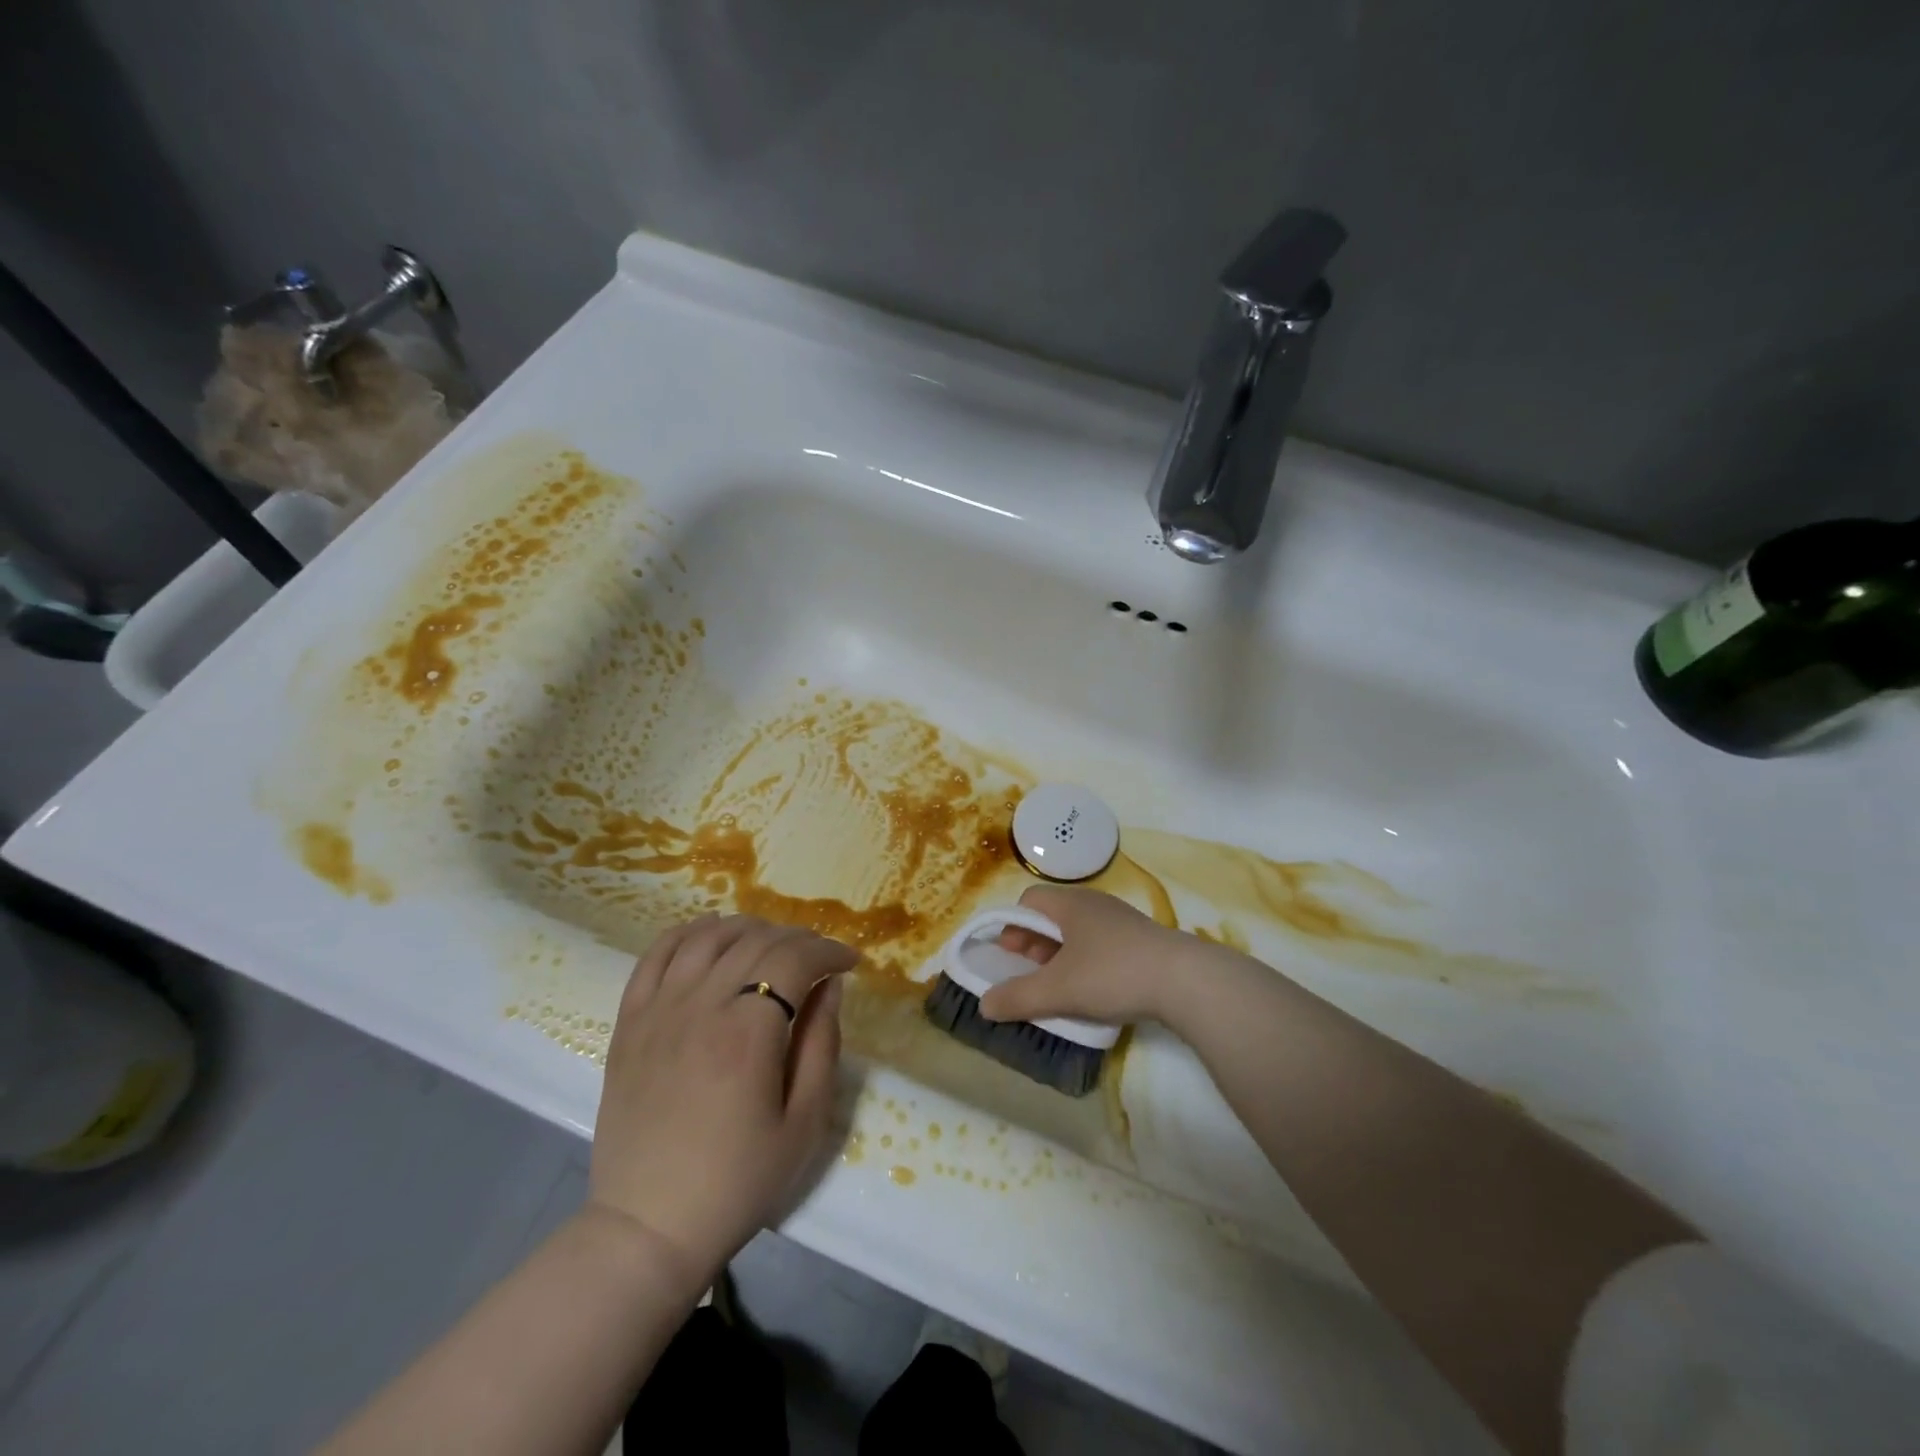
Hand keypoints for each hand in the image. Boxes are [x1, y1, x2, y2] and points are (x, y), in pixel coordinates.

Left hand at [587, 914, 855, 1295]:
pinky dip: (688, 933)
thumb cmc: (738, 1181)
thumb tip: (830, 987)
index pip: (796, 958)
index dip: (829, 951)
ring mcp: (659, 1009)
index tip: (849, 963)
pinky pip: (657, 954)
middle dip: (798, 939)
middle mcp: (702, 1005)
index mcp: (749, 1030)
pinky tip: (710, 938)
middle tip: (818, 959)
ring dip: (748, 928)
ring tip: (770, 945)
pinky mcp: (629, 1021)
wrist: (649, 1227)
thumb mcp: (804, 1123)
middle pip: (756, 940)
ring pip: (708, 936)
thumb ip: (822, 1044)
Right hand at [977, 885, 1210, 1028]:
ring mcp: (1122, 920)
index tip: (1009, 955)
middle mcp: (1095, 903)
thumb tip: (984, 1005)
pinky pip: (1101, 944)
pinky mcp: (1142, 940)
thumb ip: (1017, 997)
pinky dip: (1087, 961)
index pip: (1029, 901)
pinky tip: (1093, 989)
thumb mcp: (1058, 990)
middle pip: (1052, 916)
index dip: (1012, 926)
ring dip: (1060, 955)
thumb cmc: (1113, 974)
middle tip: (1029, 972)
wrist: (1185, 981)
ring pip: (1078, 931)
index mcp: (1070, 904)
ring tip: (1059, 986)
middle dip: (1034, 944)